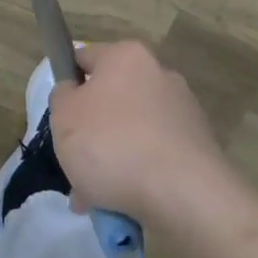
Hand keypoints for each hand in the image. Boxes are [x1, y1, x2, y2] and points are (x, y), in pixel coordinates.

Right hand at [48, 41, 233, 232]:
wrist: (182, 193)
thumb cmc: (111, 144)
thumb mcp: (63, 115)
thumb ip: (62, 95)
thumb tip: (74, 91)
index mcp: (126, 56)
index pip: (84, 58)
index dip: (67, 85)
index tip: (60, 117)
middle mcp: (160, 74)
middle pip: (110, 99)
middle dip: (90, 133)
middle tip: (75, 164)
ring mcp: (183, 110)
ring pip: (131, 131)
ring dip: (112, 158)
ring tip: (96, 196)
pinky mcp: (197, 144)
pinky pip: (154, 154)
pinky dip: (138, 172)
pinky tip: (123, 201)